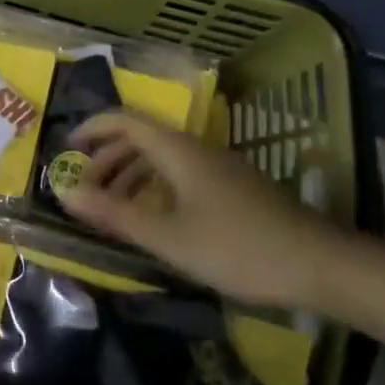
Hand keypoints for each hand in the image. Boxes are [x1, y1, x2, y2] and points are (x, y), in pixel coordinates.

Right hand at [62, 112, 346, 308]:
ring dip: (130, 175)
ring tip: (111, 207)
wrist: (319, 264)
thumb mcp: (168, 237)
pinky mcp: (233, 187)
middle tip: (84, 188)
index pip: (124, 120)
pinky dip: (155, 187)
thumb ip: (115, 214)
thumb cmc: (237, 248)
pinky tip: (154, 218)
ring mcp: (218, 167)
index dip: (92, 129)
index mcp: (177, 150)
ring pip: (162, 158)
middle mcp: (195, 148)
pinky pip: (181, 174)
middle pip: (141, 138)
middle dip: (107, 158)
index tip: (66, 150)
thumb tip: (65, 193)